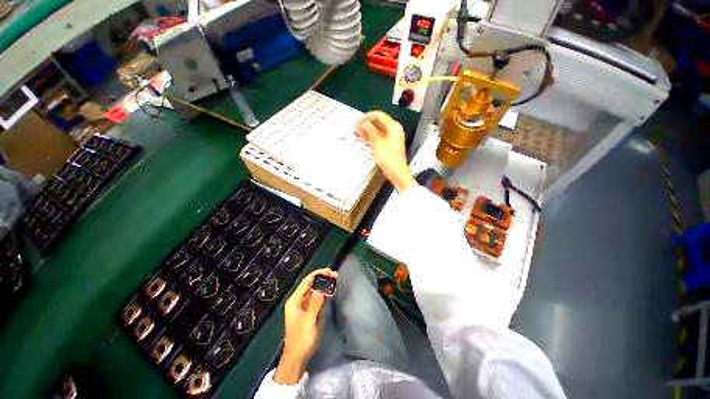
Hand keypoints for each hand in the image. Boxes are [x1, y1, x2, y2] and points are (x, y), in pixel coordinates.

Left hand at [274, 268, 337, 384]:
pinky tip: (331, 291)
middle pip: (311, 284)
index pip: (306, 281)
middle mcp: (299, 300)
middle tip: (335, 275)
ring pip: (315, 290)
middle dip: (322, 278)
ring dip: (324, 285)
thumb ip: (315, 304)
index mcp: (294, 301)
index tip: (329, 271)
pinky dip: (324, 293)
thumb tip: (322, 289)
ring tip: (335, 280)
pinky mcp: (310, 311)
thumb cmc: (301, 340)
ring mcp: (304, 305)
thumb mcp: (309, 322)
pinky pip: (317, 298)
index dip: (317, 274)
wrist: (297, 358)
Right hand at [356, 111, 416, 191]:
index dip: (367, 116)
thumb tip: (363, 122)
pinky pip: (380, 135)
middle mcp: (394, 129)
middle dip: (367, 123)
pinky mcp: (390, 143)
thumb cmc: (388, 157)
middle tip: (357, 128)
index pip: (379, 115)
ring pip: (379, 129)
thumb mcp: (377, 143)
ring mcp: (393, 136)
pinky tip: (365, 138)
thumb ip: (370, 131)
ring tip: (359, 133)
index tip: (358, 121)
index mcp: (393, 126)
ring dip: (369, 130)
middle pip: (379, 121)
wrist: (397, 172)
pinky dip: (373, 136)